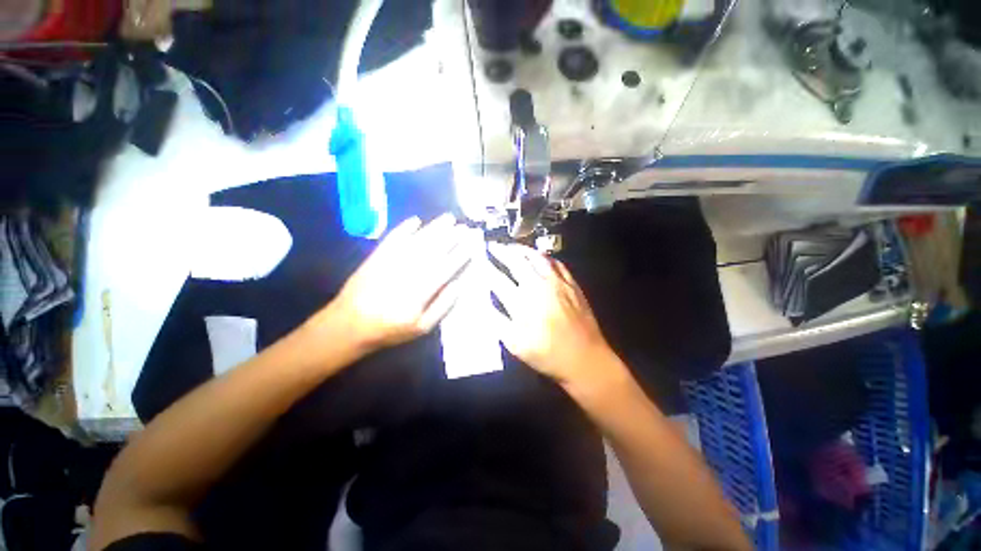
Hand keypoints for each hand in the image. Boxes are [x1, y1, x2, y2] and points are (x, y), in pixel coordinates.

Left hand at [323, 214, 472, 352]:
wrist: (349, 324)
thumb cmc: (390, 329)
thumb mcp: (422, 327)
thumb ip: (442, 305)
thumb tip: (458, 284)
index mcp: (421, 290)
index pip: (446, 267)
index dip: (460, 254)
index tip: (471, 243)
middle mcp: (408, 271)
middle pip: (434, 249)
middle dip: (452, 236)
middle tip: (465, 226)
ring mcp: (391, 261)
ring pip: (417, 240)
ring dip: (434, 228)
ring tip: (448, 218)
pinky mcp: (377, 256)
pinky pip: (393, 238)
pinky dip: (405, 228)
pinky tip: (416, 220)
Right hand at [488, 242, 624, 391]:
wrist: (585, 359)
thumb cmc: (548, 355)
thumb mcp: (516, 345)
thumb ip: (498, 321)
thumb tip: (484, 303)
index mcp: (523, 302)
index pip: (498, 279)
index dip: (486, 268)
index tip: (479, 260)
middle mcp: (539, 286)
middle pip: (517, 262)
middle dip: (502, 251)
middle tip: (493, 245)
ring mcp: (558, 283)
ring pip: (537, 257)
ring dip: (522, 249)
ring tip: (512, 246)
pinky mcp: (572, 284)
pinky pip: (557, 263)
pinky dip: (545, 257)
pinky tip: (540, 256)